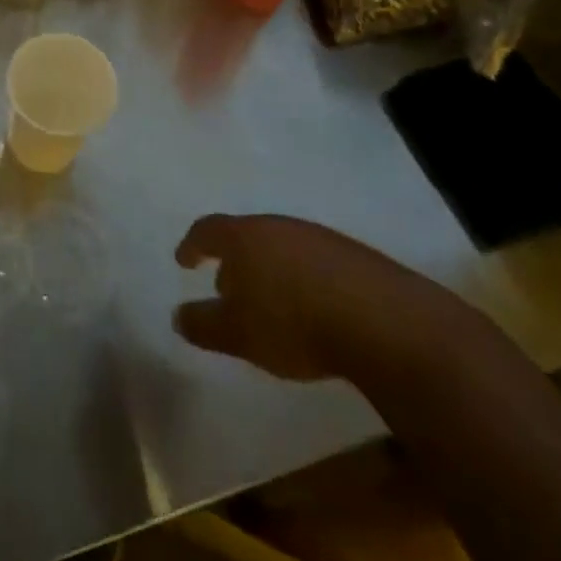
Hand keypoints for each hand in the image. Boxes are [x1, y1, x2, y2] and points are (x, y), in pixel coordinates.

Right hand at [173, 214, 476, 385]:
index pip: (208, 230)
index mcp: (244, 236)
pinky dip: (301, 279)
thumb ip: (203, 324)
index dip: (192, 244)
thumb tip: (178, 315)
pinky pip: (313, 261)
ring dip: (269, 270)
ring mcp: (318, 237)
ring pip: (281, 247)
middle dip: (234, 260)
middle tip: (227, 288)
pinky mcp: (353, 256)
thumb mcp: (238, 334)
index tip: (184, 260)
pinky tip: (310, 308)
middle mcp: (278, 226)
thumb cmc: (294, 323)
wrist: (383, 322)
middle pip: (246, 236)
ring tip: (269, 302)